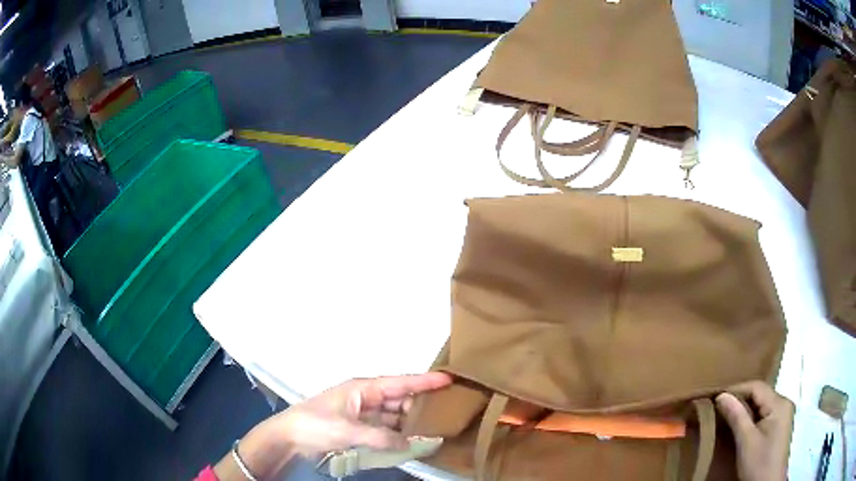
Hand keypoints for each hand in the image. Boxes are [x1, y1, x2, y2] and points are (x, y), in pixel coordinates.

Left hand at [276, 372, 452, 457]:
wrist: (290, 437)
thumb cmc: (316, 424)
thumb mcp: (348, 430)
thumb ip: (381, 437)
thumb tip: (411, 445)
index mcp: (363, 389)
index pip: (399, 382)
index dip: (424, 381)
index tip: (449, 379)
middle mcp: (366, 398)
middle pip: (400, 400)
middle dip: (421, 406)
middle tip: (448, 412)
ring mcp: (364, 414)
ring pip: (395, 416)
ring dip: (411, 423)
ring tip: (436, 428)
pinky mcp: (360, 428)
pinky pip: (386, 429)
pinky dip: (399, 435)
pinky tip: (413, 441)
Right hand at [716, 381, 794, 480]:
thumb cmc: (759, 463)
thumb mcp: (746, 442)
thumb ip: (736, 417)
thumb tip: (721, 396)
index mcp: (779, 403)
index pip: (757, 387)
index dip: (737, 389)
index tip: (716, 398)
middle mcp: (784, 403)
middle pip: (760, 395)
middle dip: (740, 400)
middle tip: (719, 408)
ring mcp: (783, 415)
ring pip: (762, 405)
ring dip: (745, 410)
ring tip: (727, 416)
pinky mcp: (780, 426)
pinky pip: (765, 415)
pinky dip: (752, 418)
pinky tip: (741, 427)